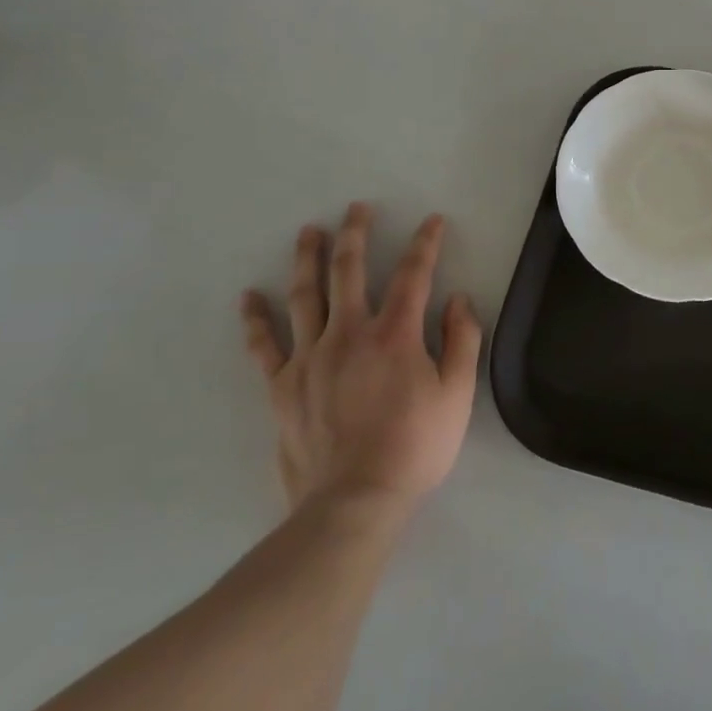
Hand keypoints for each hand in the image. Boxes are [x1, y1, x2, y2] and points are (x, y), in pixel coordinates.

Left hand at [240, 204, 480, 524]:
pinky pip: (265, 346)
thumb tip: (459, 299)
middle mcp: (350, 333)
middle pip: (349, 271)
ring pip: (305, 296)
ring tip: (309, 232)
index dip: (425, 243)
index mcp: (396, 334)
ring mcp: (310, 358)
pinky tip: (249, 298)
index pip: (413, 274)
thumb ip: (462, 341)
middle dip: (355, 234)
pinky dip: (255, 320)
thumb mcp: (458, 395)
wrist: (354, 502)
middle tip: (356, 208)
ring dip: (307, 259)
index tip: (432, 221)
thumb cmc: (415, 447)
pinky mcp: (283, 387)